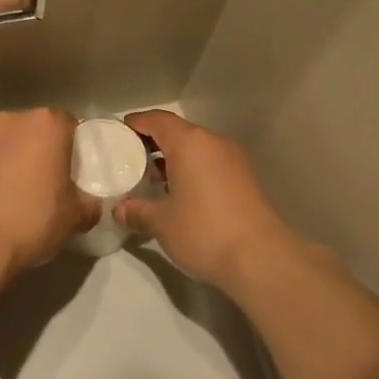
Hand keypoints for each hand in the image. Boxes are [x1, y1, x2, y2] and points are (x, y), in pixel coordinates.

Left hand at [0, 109, 98, 274]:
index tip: (73, 171)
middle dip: (41, 150)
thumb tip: (88, 205)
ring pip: (5, 144)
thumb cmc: (31, 221)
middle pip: (34, 129)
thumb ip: (88, 204)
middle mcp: (11, 121)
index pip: (69, 123)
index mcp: (46, 125)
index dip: (73, 146)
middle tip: (47, 183)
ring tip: (14, 196)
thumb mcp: (75, 218)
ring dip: (12, 160)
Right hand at [116, 110, 303, 292]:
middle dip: (153, 142)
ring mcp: (233, 160)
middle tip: (130, 160)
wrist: (261, 258)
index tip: (117, 134)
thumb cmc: (204, 230)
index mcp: (190, 143)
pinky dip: (192, 171)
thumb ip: (137, 211)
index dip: (136, 123)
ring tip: (152, 180)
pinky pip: (210, 164)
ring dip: (174, 159)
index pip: (157, 120)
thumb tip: (120, 210)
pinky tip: (180, 195)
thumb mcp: (162, 222)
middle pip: (178, 132)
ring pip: (196, 149)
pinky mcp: (245, 179)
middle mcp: (214, 143)